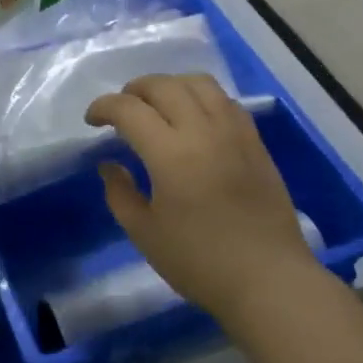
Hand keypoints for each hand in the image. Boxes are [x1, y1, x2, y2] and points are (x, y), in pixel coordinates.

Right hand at [86, 74, 318, 327]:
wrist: (270, 280)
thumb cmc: (201, 262)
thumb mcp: (145, 234)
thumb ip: (120, 193)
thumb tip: (109, 164)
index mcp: (170, 153)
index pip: (129, 109)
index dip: (104, 107)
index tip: (92, 121)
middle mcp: (202, 130)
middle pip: (163, 85)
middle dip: (134, 90)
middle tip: (121, 111)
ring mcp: (233, 131)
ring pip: (198, 82)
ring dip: (170, 85)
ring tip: (158, 105)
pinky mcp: (255, 140)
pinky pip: (224, 99)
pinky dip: (200, 96)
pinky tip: (194, 118)